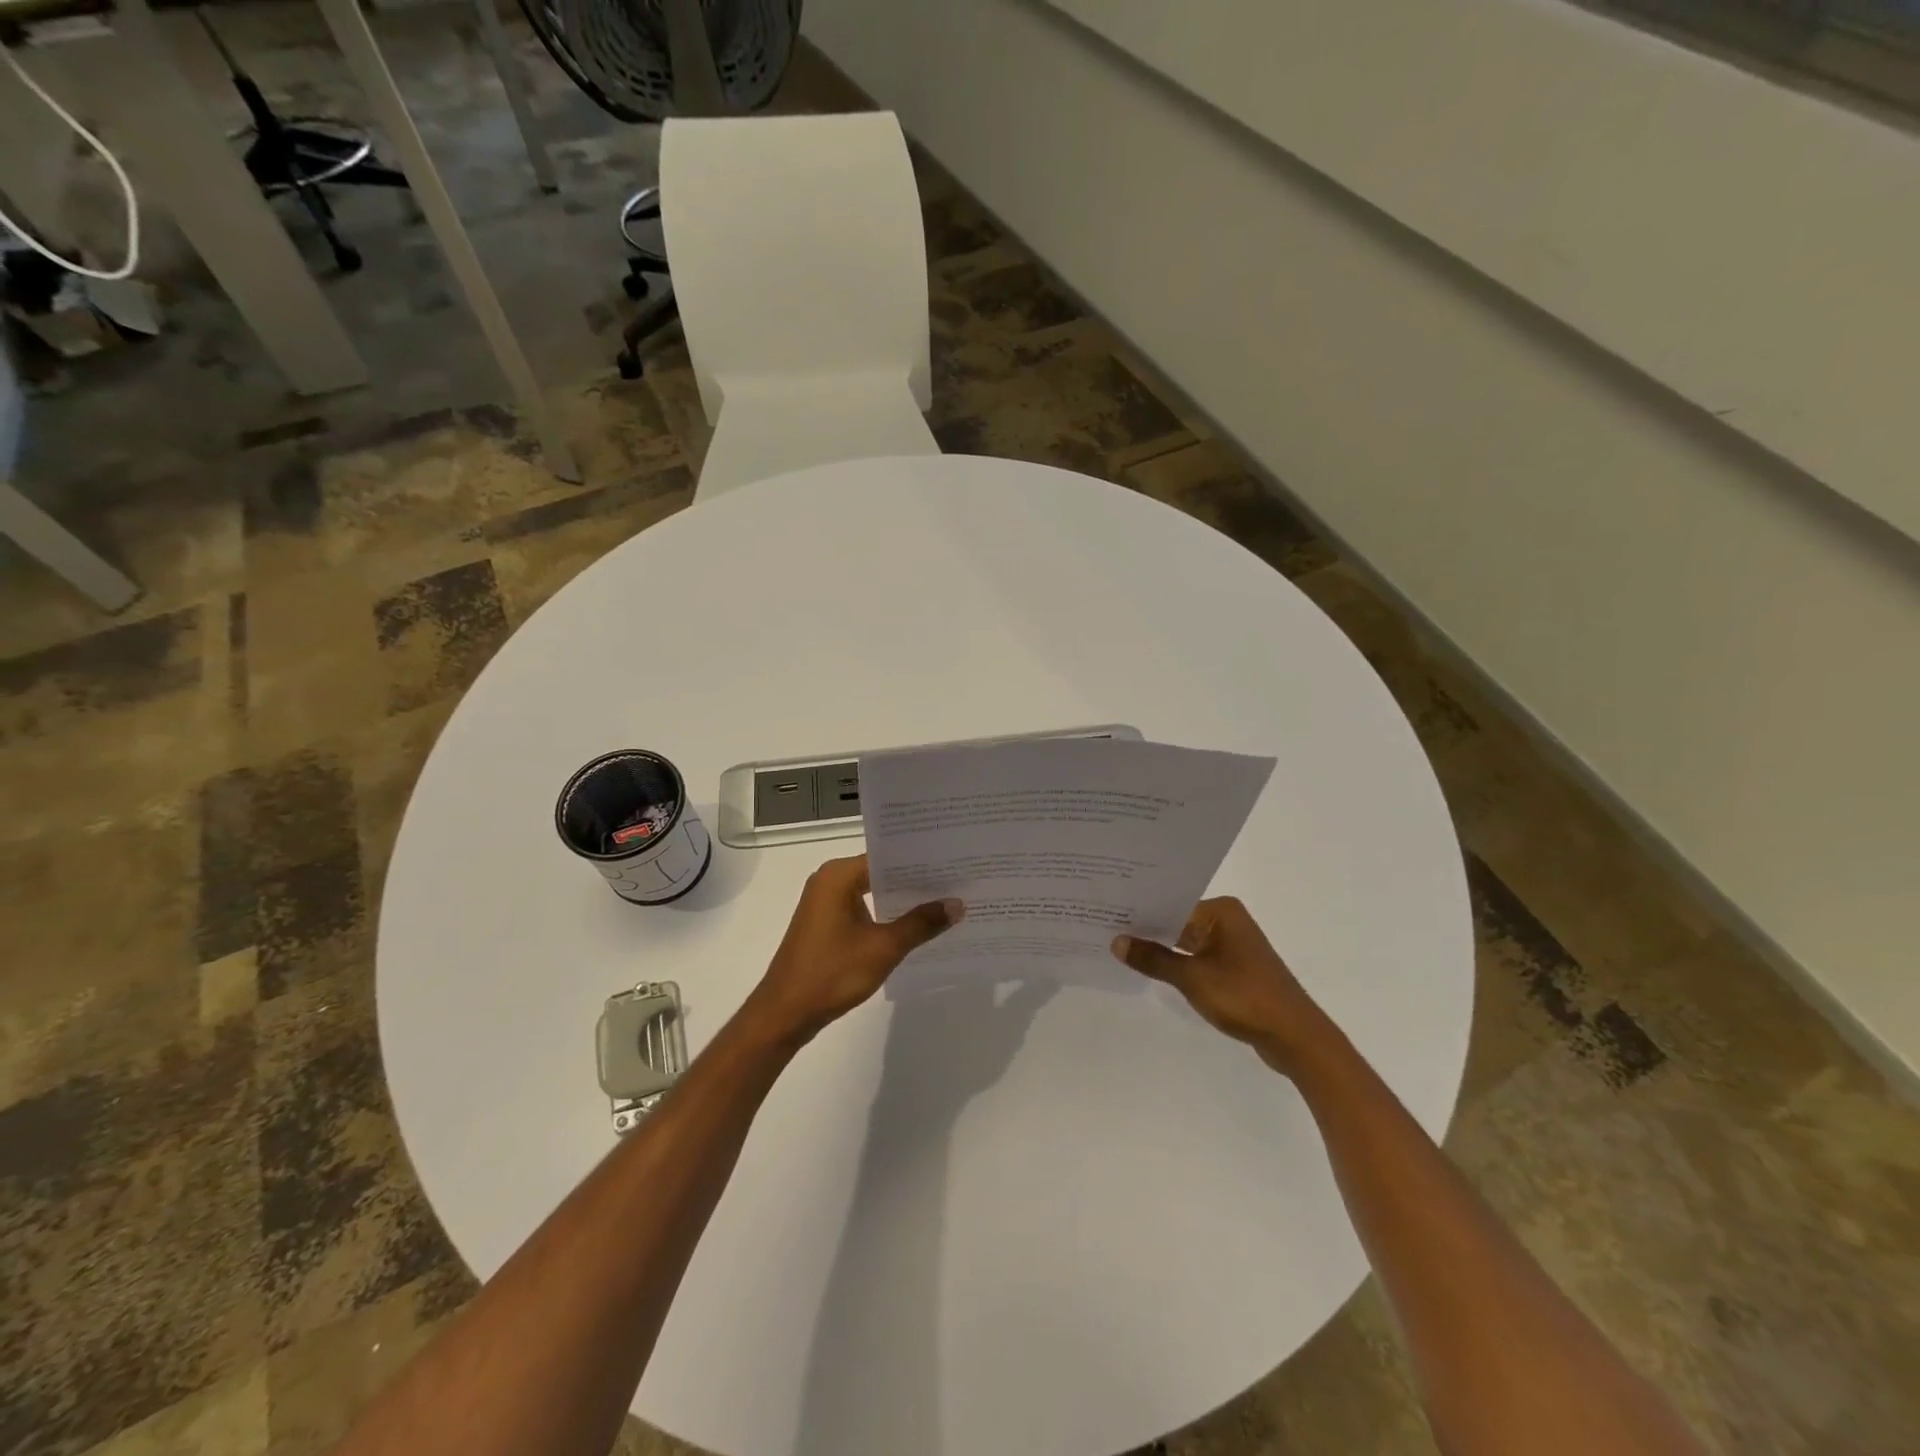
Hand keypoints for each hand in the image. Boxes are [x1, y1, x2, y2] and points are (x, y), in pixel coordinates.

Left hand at [748, 855, 962, 1046]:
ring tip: (945, 901)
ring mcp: (825, 903)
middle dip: (916, 881)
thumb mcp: (884, 947)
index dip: (921, 861)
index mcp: (838, 875)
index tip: (955, 863)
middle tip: (958, 881)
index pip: (888, 857)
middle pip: (881, 872)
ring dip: (902, 900)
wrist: (785, 1013)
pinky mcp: (826, 924)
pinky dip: (886, 915)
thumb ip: (921, 923)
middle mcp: (829, 881)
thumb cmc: (832, 973)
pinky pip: (864, 909)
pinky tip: (915, 926)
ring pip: (873, 892)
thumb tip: (957, 904)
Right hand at [1112, 897, 1331, 1076]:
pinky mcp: (1234, 968)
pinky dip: (1176, 963)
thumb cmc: (1245, 997)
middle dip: (1146, 928)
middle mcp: (1228, 921)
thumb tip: (1116, 941)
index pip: (1170, 903)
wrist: (1295, 1038)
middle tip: (1103, 926)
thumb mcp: (1192, 978)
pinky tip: (1149, 968)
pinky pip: (1196, 958)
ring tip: (1118, 947)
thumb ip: (1153, 959)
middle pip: (1177, 920)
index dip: (1139, 910)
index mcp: (1222, 912)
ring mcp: (1232, 945)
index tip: (1106, 911)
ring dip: (1160, 948)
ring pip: (1185, 941)